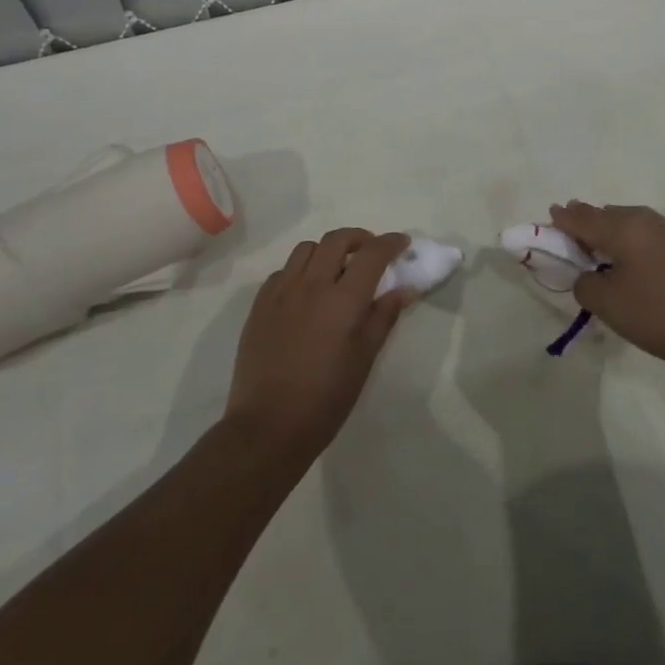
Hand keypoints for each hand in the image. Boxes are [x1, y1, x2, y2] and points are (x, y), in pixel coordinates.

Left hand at [225, 228, 411, 459]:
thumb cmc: (326, 398)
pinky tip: (305, 293)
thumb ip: (384, 317)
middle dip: (359, 238)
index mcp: (343, 299)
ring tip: (336, 270)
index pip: (372, 253)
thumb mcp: (364, 359)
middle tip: (370, 252)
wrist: (267, 427)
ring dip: (328, 251)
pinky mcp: (259, 305)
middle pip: (337, 239)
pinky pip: (283, 271)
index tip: (402, 244)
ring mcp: (281, 292)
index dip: (390, 243)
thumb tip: (404, 289)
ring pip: (307, 249)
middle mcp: (311, 285)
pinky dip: (300, 271)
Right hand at [546, 201, 664, 369]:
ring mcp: (664, 230)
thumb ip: (584, 285)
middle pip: (600, 214)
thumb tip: (586, 276)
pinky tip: (622, 262)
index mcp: (621, 226)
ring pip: (621, 222)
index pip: (579, 218)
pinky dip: (622, 241)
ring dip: (603, 232)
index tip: (545, 222)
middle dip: (580, 223)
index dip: (559, 221)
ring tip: (590, 251)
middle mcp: (641, 218)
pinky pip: (638, 233)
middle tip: (564, 236)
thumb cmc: (662, 313)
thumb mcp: (610, 305)